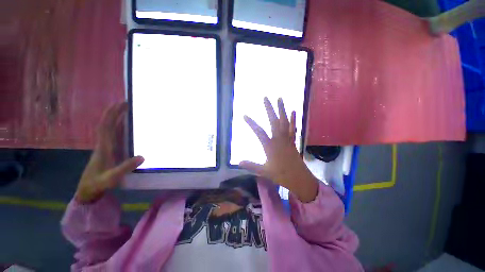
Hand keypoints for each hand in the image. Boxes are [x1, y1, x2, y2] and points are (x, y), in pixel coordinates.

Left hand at [75, 102, 143, 202]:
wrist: (87, 190)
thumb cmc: (97, 184)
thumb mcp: (111, 178)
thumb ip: (124, 168)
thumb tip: (143, 157)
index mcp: (103, 147)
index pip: (106, 127)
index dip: (112, 115)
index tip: (120, 105)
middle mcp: (103, 144)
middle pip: (107, 124)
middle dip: (115, 112)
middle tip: (126, 103)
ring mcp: (105, 147)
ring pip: (109, 129)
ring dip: (116, 118)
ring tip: (126, 111)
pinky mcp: (107, 151)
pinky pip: (112, 135)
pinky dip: (117, 127)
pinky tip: (124, 126)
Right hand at [240, 97, 318, 202]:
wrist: (299, 179)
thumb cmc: (281, 175)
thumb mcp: (264, 171)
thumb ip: (251, 165)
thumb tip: (238, 162)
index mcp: (270, 146)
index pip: (259, 132)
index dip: (251, 123)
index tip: (245, 115)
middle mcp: (279, 139)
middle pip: (274, 121)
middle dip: (269, 109)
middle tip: (266, 98)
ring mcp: (287, 139)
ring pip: (284, 122)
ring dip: (282, 110)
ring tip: (280, 99)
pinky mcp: (292, 141)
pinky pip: (293, 128)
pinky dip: (293, 119)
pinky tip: (294, 111)